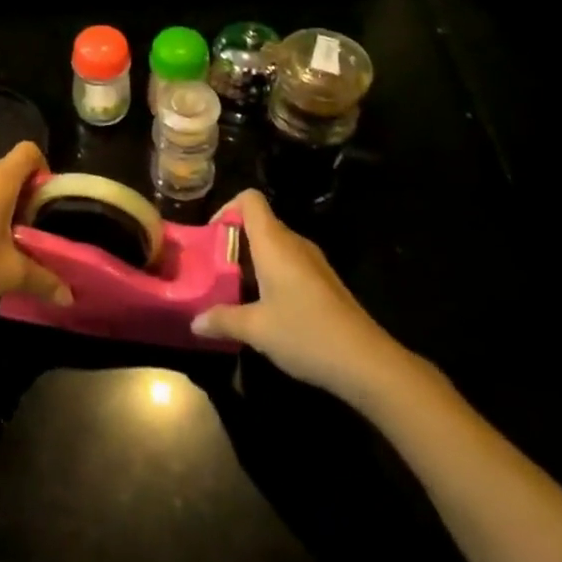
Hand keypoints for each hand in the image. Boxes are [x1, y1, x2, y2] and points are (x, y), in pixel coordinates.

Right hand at [191, 190, 409, 403]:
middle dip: (234, 240)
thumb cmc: (305, 334)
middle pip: (260, 222)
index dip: (227, 208)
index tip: (212, 236)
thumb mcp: (256, 330)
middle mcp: (294, 243)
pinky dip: (272, 274)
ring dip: (252, 260)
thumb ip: (222, 320)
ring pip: (275, 245)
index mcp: (274, 243)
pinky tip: (266, 308)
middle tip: (215, 269)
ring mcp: (313, 262)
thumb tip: (194, 322)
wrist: (367, 362)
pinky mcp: (325, 282)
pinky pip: (290, 263)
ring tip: (234, 290)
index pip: (249, 199)